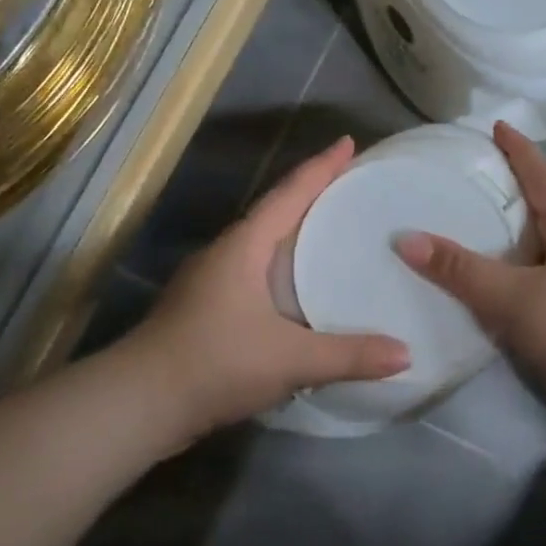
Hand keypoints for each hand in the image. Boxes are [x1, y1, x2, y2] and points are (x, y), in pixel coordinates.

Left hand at [130, 137, 410, 433]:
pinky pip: (254, 274)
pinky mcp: (205, 310)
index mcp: (243, 246)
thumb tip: (406, 354)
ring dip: (294, 234)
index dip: (321, 167)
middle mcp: (225, 254)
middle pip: (275, 212)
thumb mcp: (290, 359)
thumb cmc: (215, 363)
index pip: (289, 194)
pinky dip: (281, 269)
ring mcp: (210, 282)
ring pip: (262, 245)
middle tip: (351, 188)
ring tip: (333, 234)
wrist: (139, 403)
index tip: (348, 142)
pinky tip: (300, 291)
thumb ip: (349, 355)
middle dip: (311, 196)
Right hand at [395, 122, 545, 425]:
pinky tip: (483, 286)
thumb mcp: (513, 295)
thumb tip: (405, 238)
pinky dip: (507, 277)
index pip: (543, 179)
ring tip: (468, 229)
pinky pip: (531, 285)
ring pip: (535, 251)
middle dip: (511, 192)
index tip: (498, 126)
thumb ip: (460, 270)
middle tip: (472, 179)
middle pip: (542, 211)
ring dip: (507, 238)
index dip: (520, 151)